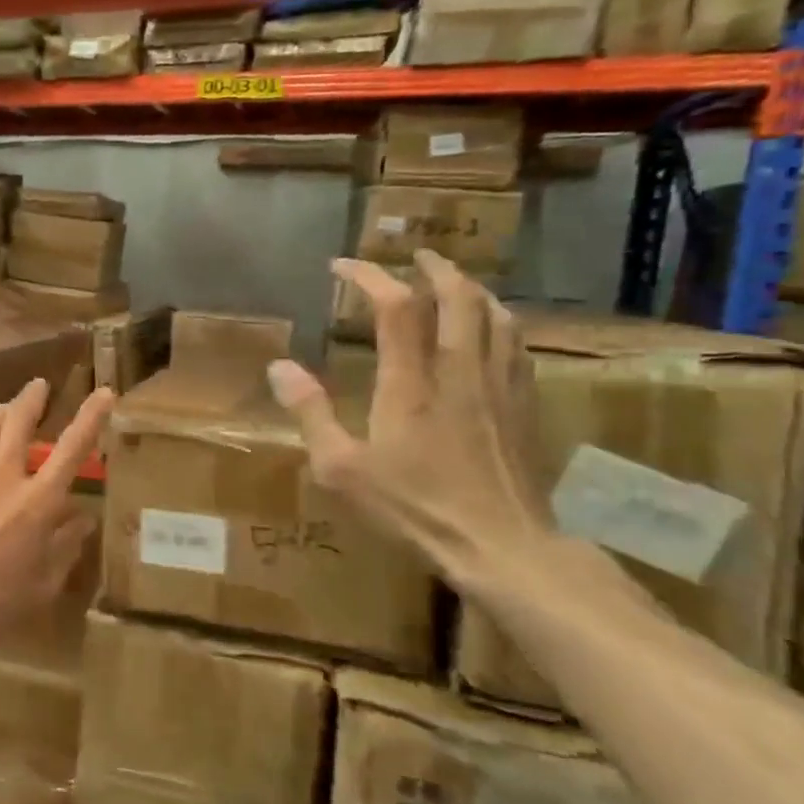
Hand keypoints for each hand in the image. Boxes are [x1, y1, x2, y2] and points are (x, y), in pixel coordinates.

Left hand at [0, 378, 114, 654]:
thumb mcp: (42, 585)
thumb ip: (65, 547)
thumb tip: (82, 517)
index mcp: (37, 503)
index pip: (72, 449)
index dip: (91, 417)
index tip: (104, 393)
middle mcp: (4, 477)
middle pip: (19, 422)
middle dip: (32, 398)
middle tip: (38, 385)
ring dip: (2, 411)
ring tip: (9, 405)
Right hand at [268, 251, 555, 593]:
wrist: (502, 546)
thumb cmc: (413, 507)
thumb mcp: (341, 468)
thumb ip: (310, 413)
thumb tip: (278, 367)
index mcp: (411, 383)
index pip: (394, 308)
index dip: (369, 276)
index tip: (341, 266)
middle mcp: (460, 371)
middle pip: (458, 297)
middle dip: (435, 268)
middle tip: (414, 257)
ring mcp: (500, 386)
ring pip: (496, 315)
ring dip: (472, 289)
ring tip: (454, 282)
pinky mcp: (524, 406)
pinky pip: (515, 345)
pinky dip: (499, 321)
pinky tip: (491, 331)